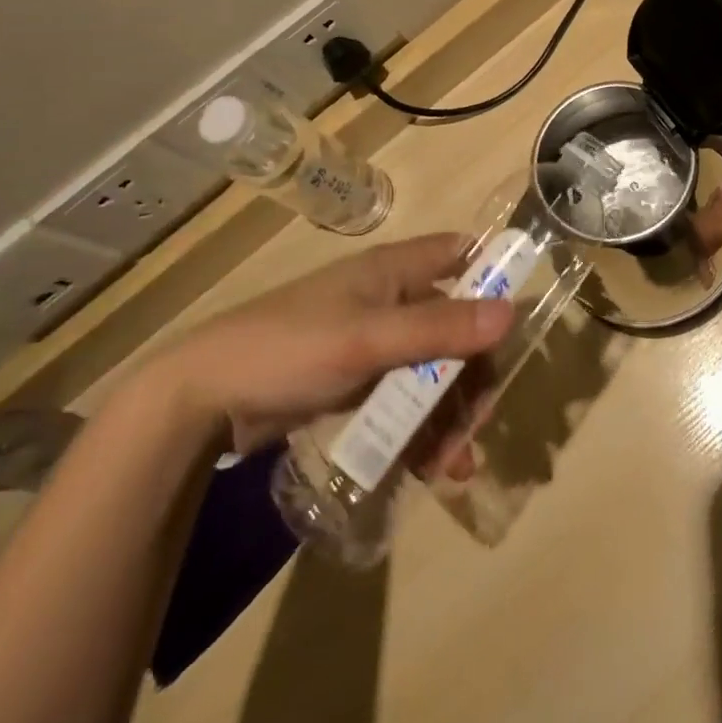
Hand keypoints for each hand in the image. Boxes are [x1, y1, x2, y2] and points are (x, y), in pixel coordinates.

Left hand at [141, 233, 512, 454]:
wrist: (203, 399)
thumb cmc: (290, 348)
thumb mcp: (368, 339)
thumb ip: (438, 329)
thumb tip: (510, 313)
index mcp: (392, 271)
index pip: (458, 253)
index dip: (492, 273)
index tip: (517, 317)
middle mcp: (389, 300)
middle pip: (453, 324)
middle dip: (472, 373)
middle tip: (480, 421)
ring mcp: (372, 343)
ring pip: (431, 368)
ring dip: (449, 413)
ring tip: (454, 465)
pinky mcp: (355, 382)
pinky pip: (404, 399)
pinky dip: (420, 429)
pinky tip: (428, 470)